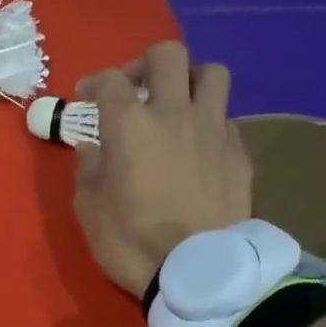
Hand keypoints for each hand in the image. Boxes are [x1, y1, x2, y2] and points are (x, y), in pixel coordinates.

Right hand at [72, 41, 251, 297]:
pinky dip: (209, 121)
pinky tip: (199, 144)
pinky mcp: (239, 152)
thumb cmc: (130, 241)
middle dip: (145, 63)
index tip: (86, 95)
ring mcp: (213, 129)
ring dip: (190, 80)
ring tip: (177, 104)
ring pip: (211, 73)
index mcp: (129, 124)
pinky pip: (226, 118)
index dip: (94, 82)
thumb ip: (88, 170)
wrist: (198, 271)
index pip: (110, 80)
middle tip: (136, 87)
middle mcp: (174, 113)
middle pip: (167, 55)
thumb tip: (92, 148)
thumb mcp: (89, 208)